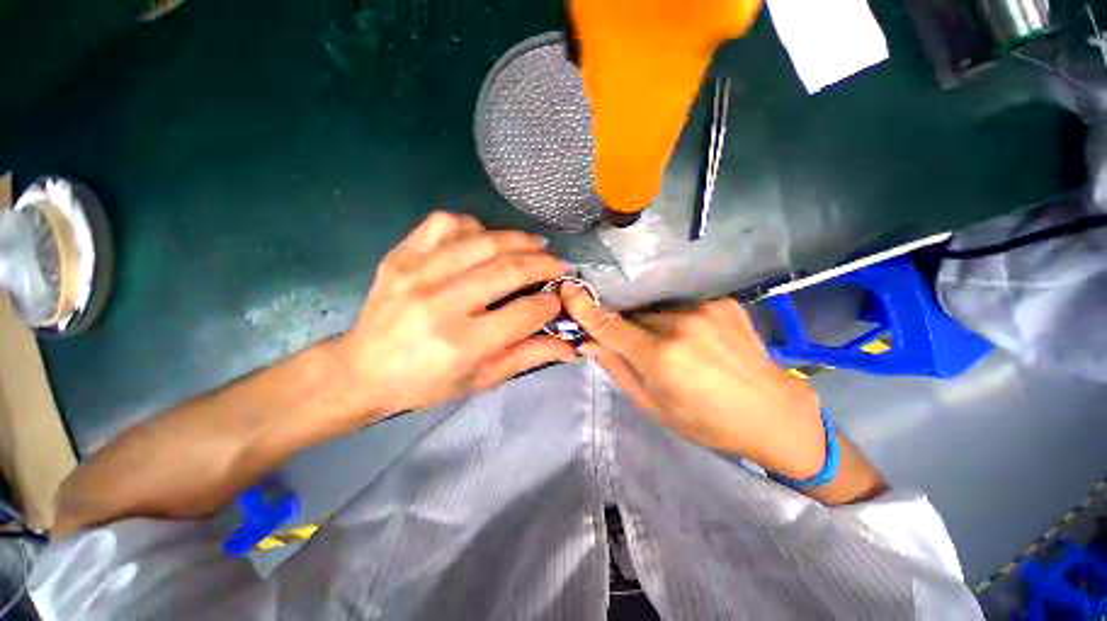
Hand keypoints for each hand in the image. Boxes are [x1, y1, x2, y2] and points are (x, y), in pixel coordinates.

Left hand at [339, 212, 577, 413]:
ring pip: (484, 241)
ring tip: (536, 246)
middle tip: (559, 265)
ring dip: (519, 240)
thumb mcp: (482, 379)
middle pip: (509, 269)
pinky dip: (474, 225)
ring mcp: (418, 273)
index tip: (559, 299)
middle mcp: (441, 303)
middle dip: (544, 264)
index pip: (526, 312)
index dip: (551, 303)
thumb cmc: (427, 382)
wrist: (363, 370)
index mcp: (463, 343)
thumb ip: (529, 357)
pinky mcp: (401, 255)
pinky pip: (446, 223)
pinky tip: (485, 238)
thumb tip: (571, 346)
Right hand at [560, 284, 826, 479]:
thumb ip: (618, 370)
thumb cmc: (708, 422)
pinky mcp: (722, 302)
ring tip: (672, 348)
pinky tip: (695, 340)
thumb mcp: (655, 406)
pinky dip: (677, 320)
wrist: (774, 414)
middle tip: (637, 349)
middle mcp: (680, 324)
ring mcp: (704, 308)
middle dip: (626, 328)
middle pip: (633, 316)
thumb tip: (589, 344)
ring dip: (652, 323)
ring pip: (657, 310)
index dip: (585, 308)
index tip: (568, 290)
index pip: (610, 325)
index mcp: (661, 356)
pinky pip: (682, 306)